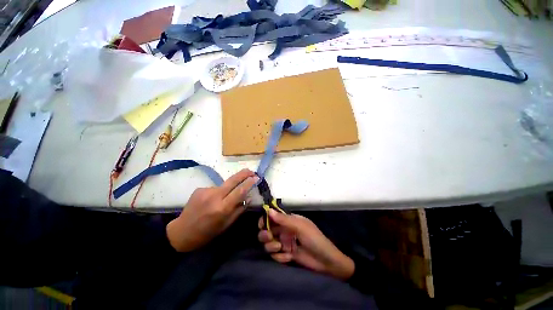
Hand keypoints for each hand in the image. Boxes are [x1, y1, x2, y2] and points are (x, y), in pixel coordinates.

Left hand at [167, 169, 257, 251]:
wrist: (181, 232)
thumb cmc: (206, 233)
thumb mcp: (226, 225)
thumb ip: (239, 210)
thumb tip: (248, 198)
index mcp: (222, 208)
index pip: (240, 191)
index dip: (249, 182)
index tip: (257, 178)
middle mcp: (214, 196)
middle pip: (232, 180)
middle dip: (244, 173)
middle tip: (252, 171)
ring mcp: (205, 191)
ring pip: (224, 185)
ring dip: (228, 189)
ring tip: (222, 200)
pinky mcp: (199, 189)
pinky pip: (215, 188)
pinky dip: (217, 193)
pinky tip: (211, 201)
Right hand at [258, 209, 354, 279]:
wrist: (325, 261)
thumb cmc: (314, 238)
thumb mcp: (300, 226)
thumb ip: (283, 219)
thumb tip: (268, 210)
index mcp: (288, 220)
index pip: (272, 217)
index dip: (265, 219)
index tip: (262, 225)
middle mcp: (284, 230)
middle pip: (267, 230)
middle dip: (265, 234)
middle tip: (269, 237)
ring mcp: (284, 243)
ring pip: (268, 243)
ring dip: (271, 246)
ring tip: (281, 248)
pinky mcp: (285, 255)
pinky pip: (275, 255)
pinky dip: (280, 257)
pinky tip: (289, 257)